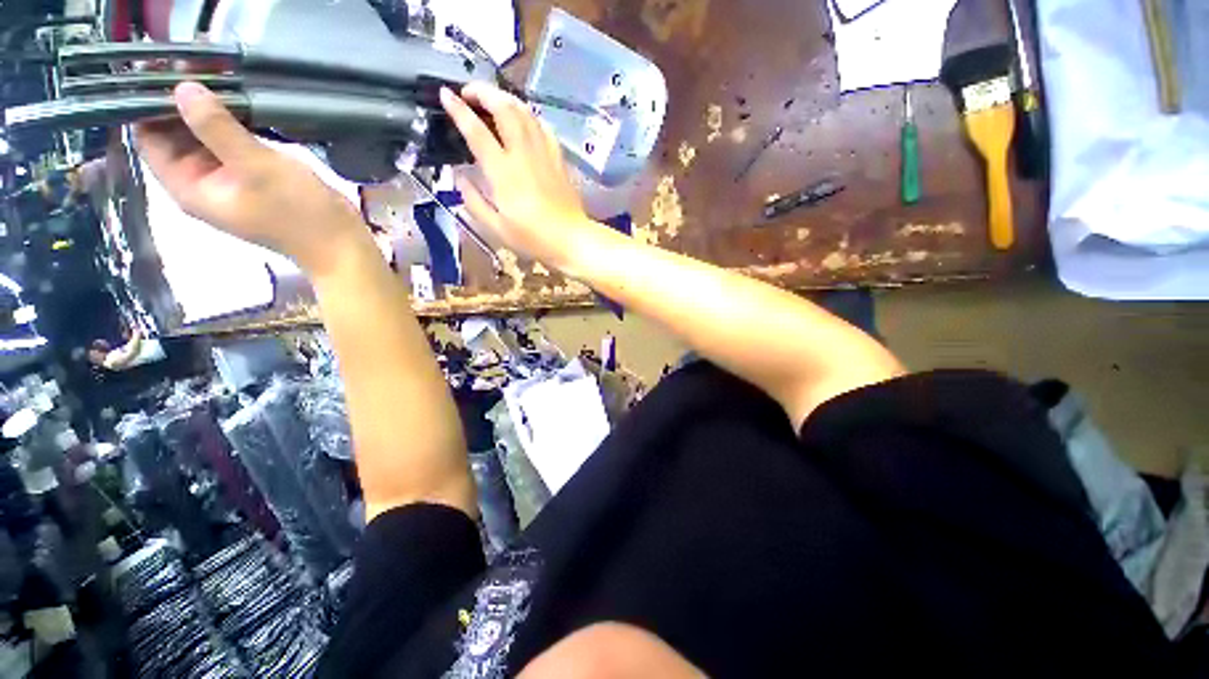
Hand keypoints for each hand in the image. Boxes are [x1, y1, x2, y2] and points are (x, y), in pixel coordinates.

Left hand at [136, 82, 367, 275]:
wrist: (341, 245)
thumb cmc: (299, 213)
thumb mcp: (257, 167)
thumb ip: (217, 128)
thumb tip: (183, 88)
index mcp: (188, 186)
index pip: (149, 138)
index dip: (149, 104)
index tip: (162, 69)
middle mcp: (200, 182)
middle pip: (174, 135)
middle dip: (180, 102)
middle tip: (196, 64)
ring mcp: (228, 180)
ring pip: (203, 137)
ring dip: (209, 110)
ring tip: (218, 75)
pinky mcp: (252, 177)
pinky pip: (230, 144)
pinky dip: (232, 123)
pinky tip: (243, 103)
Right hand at [440, 82, 604, 269]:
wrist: (571, 239)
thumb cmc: (533, 239)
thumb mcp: (496, 228)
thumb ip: (474, 202)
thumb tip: (458, 178)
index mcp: (503, 172)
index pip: (477, 131)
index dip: (458, 110)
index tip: (445, 94)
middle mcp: (523, 154)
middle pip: (504, 108)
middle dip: (483, 91)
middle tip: (469, 93)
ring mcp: (544, 153)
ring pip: (525, 112)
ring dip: (506, 99)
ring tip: (493, 101)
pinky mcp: (559, 159)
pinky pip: (543, 127)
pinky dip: (529, 116)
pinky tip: (524, 121)